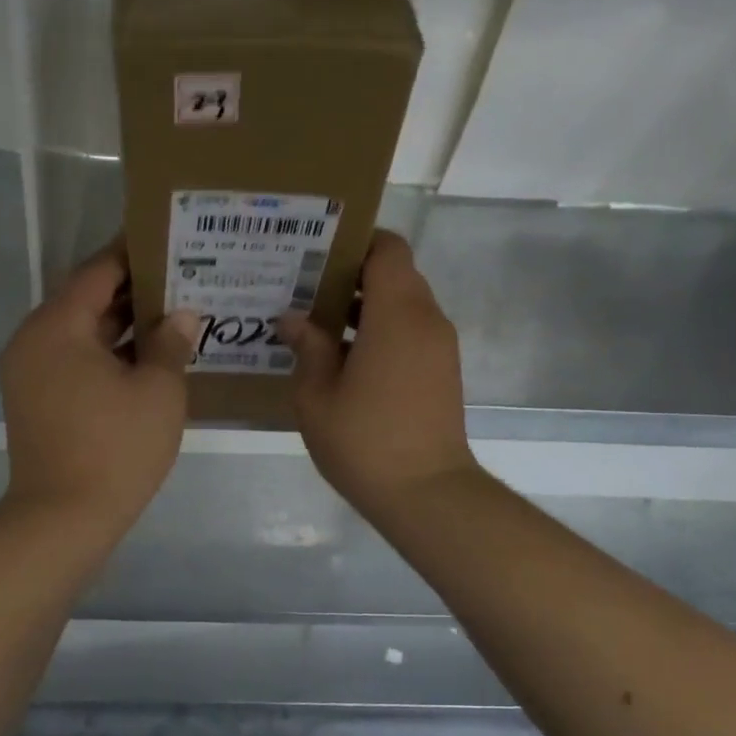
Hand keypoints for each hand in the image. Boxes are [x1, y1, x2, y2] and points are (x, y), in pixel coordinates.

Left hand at [0, 243, 200, 533]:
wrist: (62, 520)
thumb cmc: (115, 448)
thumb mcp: (157, 391)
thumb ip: (170, 343)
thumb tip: (182, 315)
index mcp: (57, 325)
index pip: (99, 271)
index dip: (134, 253)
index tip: (168, 239)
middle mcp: (34, 340)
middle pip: (87, 301)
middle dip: (134, 291)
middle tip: (182, 278)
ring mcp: (30, 374)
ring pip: (82, 335)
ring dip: (123, 327)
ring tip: (173, 315)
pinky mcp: (36, 401)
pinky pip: (74, 362)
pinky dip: (107, 356)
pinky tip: (148, 358)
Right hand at [278, 230, 479, 518]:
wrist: (426, 493)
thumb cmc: (364, 440)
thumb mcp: (317, 396)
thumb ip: (307, 348)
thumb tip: (294, 320)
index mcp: (397, 314)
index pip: (388, 249)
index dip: (356, 242)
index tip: (318, 254)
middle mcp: (426, 320)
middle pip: (395, 275)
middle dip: (352, 276)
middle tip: (305, 289)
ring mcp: (439, 347)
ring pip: (403, 306)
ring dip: (365, 308)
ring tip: (318, 325)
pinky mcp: (441, 372)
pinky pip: (410, 333)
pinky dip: (381, 332)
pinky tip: (343, 360)